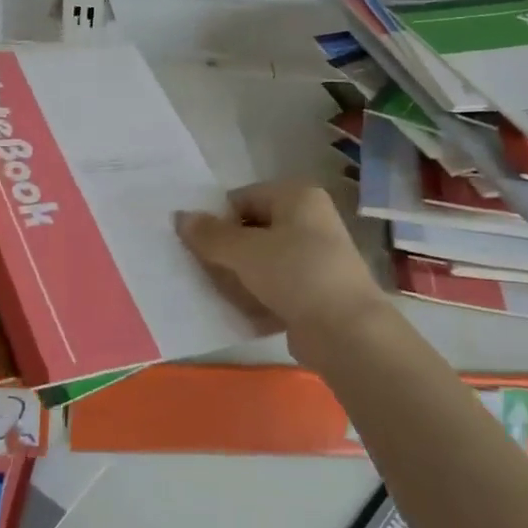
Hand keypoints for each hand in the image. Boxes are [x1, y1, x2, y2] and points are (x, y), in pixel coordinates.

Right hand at [174, 180, 392, 373]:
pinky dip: (260, 296)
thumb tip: (180, 216)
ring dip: (241, 276)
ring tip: (221, 293)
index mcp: (297, 196)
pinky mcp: (318, 290)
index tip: (199, 246)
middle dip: (228, 251)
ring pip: (264, 260)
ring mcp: (317, 256)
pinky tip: (242, 312)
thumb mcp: (244, 251)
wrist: (346, 331)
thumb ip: (209, 234)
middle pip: (253, 229)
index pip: (243, 198)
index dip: (218, 220)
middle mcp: (311, 219)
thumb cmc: (294, 274)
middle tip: (205, 271)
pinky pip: (278, 286)